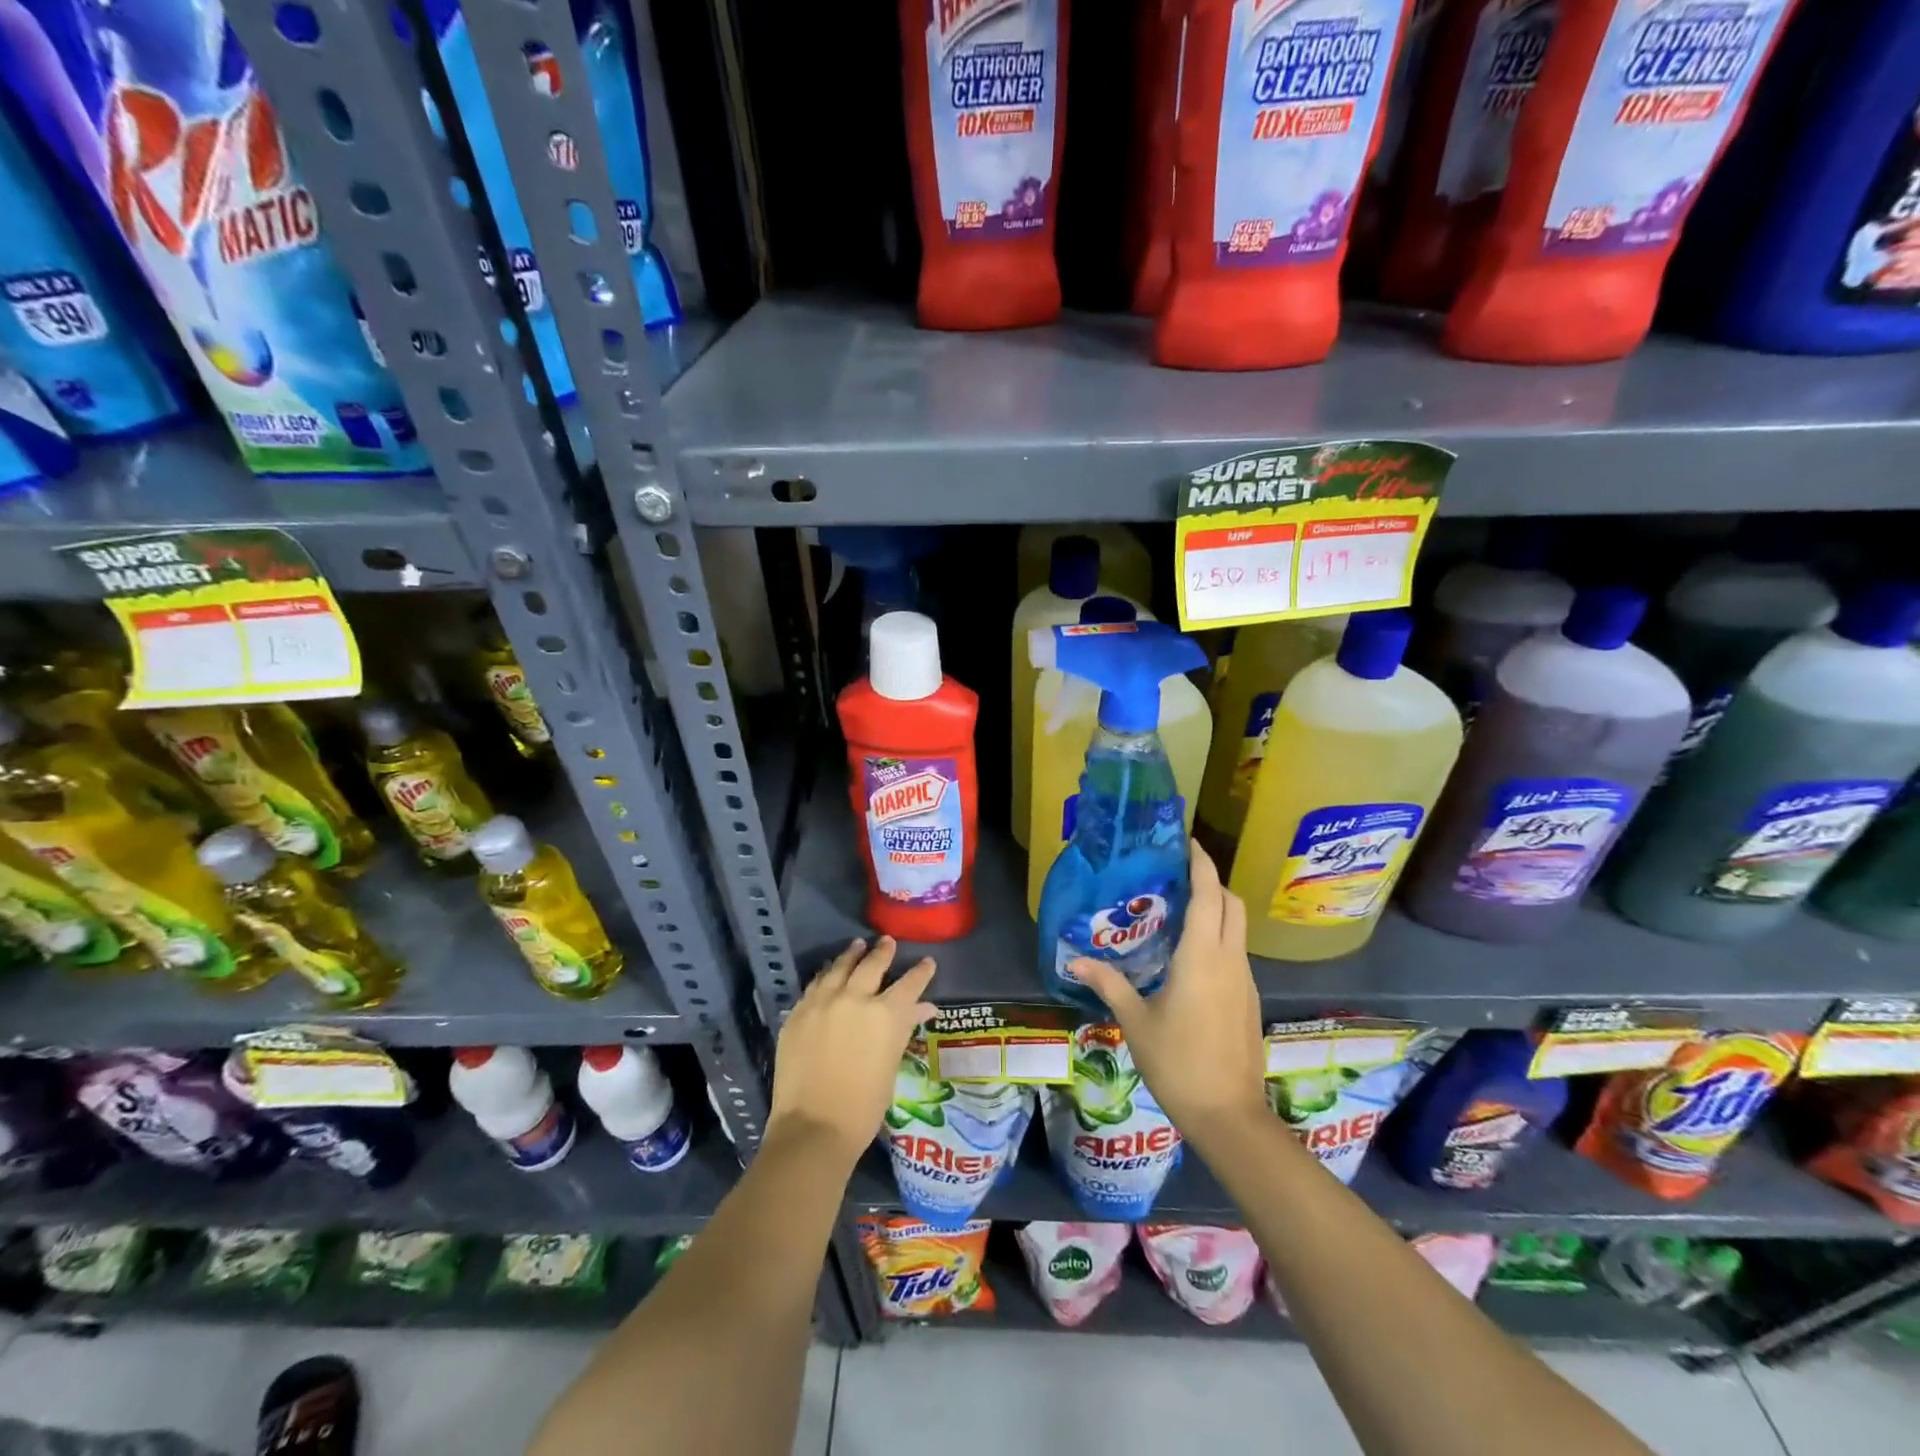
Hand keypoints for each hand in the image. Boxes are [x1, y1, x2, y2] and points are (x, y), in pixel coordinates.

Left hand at [766, 936, 935, 1166]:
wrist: (813, 1127)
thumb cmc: (863, 1106)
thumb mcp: (891, 1066)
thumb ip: (903, 1030)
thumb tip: (923, 1008)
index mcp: (886, 1014)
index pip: (910, 984)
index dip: (921, 972)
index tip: (927, 962)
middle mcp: (856, 998)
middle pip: (872, 965)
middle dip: (883, 952)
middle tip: (887, 942)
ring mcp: (823, 1002)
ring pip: (840, 967)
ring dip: (851, 955)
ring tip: (857, 946)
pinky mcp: (799, 1012)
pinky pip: (816, 984)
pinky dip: (827, 975)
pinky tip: (829, 972)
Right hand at [1069, 841, 1268, 1139]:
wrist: (1229, 1116)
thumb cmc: (1177, 1063)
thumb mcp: (1136, 1022)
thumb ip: (1109, 985)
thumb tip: (1074, 962)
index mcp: (1202, 957)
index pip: (1208, 895)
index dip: (1201, 863)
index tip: (1188, 842)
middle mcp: (1230, 960)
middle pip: (1231, 904)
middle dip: (1211, 882)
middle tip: (1178, 877)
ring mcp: (1245, 981)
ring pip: (1237, 929)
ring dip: (1216, 910)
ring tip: (1178, 914)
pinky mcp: (1249, 1000)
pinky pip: (1236, 953)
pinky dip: (1219, 938)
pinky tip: (1190, 958)